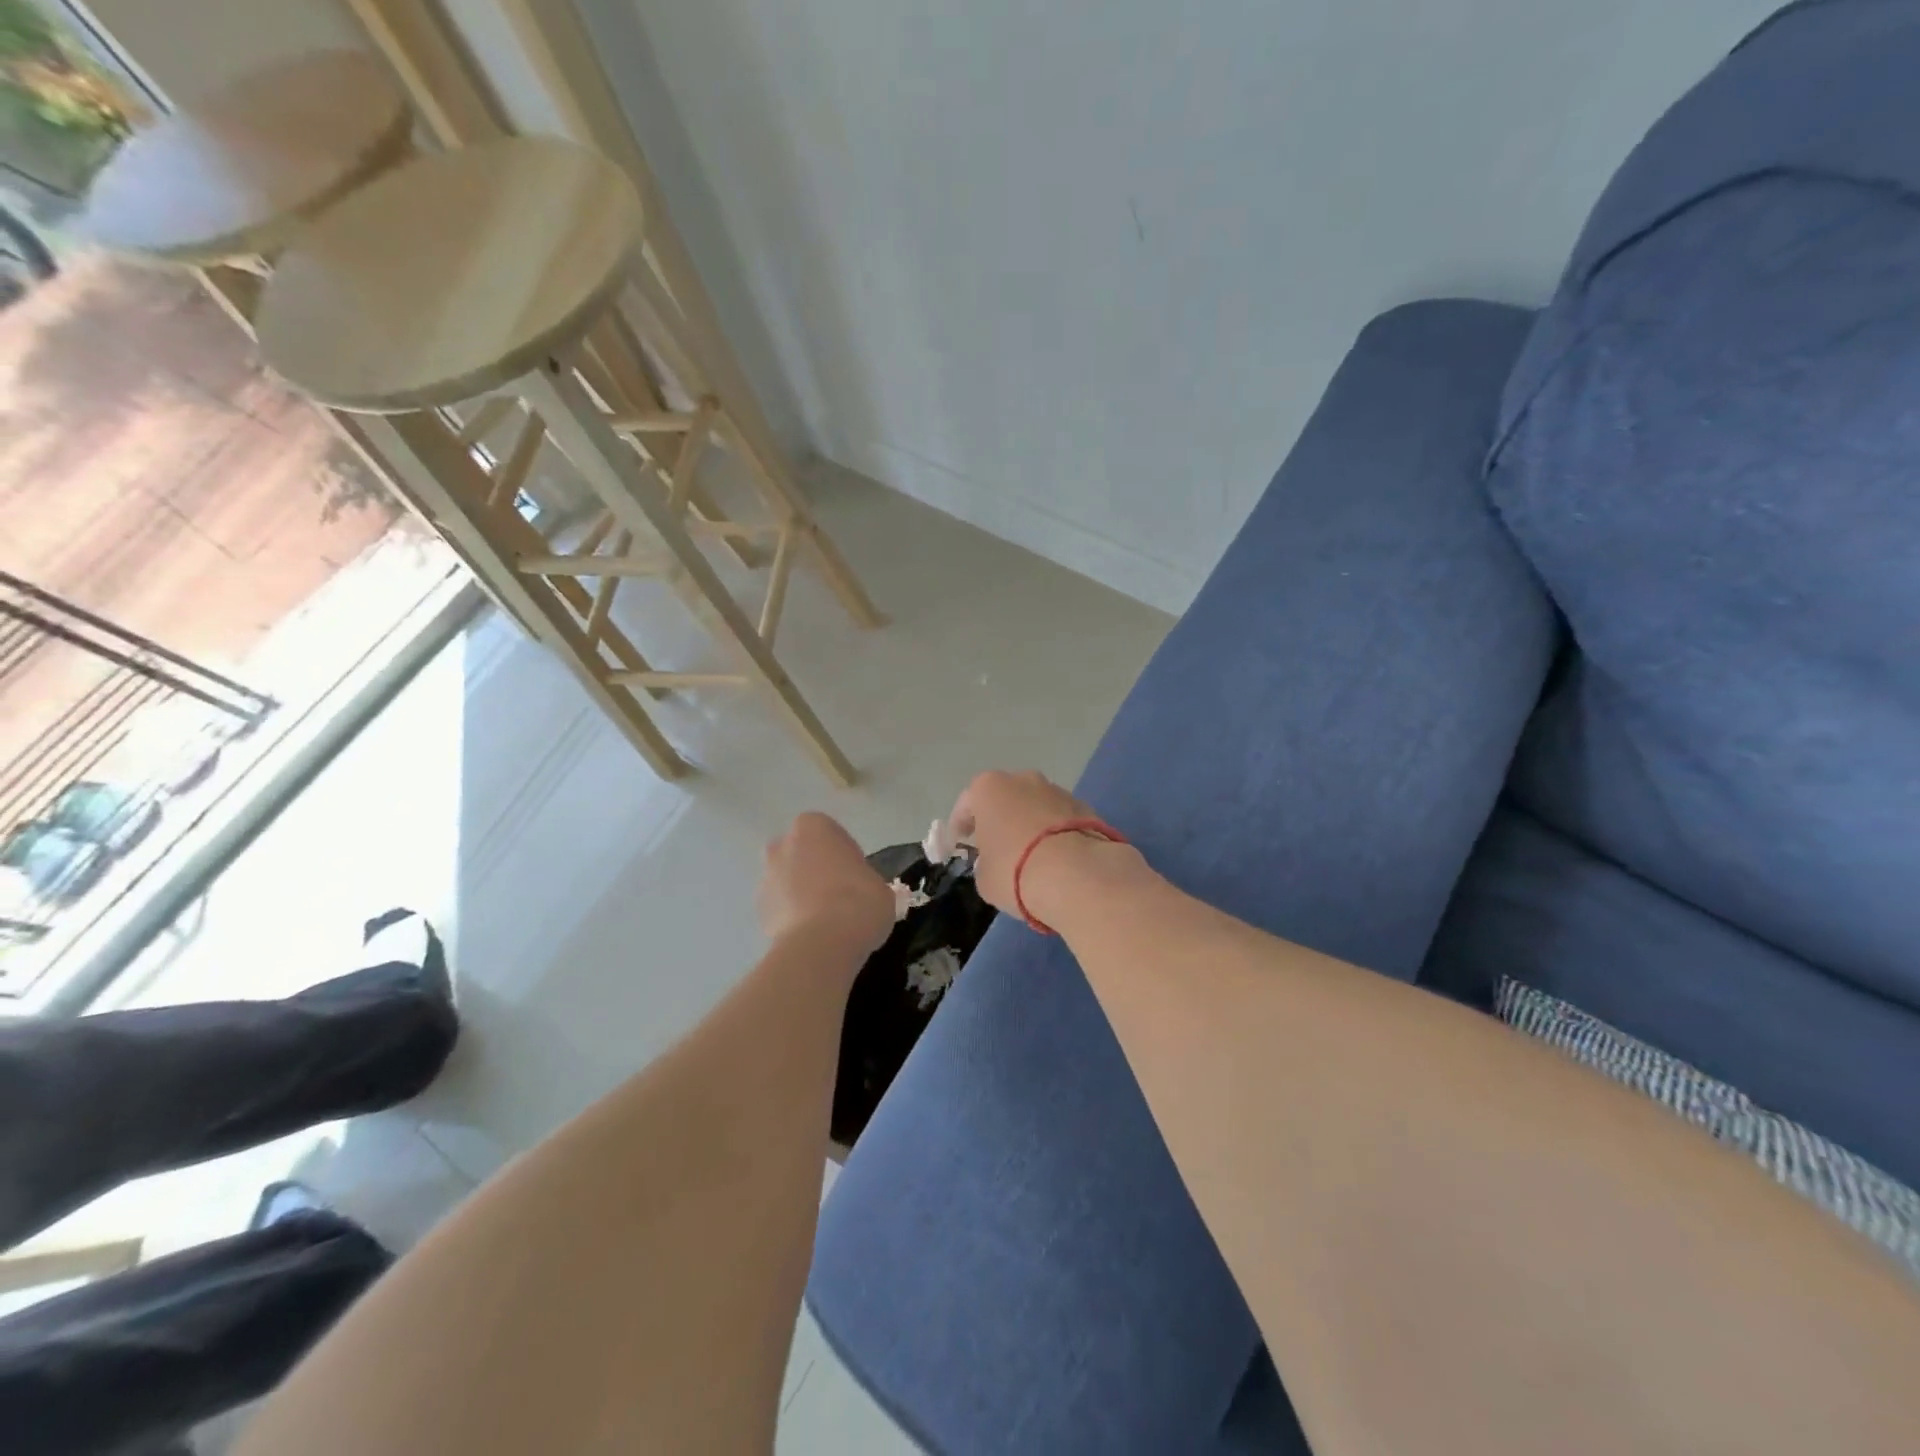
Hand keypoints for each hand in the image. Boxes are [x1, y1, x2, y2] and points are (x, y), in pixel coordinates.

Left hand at [757, 812, 895, 956]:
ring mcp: (766, 879)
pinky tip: (813, 937)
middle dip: (813, 870)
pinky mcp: (758, 912)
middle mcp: (782, 846)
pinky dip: (792, 919)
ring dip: (800, 895)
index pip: (829, 834)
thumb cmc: (858, 901)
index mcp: (813, 827)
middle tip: (839, 895)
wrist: (822, 945)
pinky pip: (780, 910)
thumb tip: (860, 893)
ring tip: (826, 922)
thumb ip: (864, 880)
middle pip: (800, 854)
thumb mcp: (879, 886)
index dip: (843, 855)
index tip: (856, 876)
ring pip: (786, 882)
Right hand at [949, 770, 1124, 918]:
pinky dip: (1056, 833)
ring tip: (1031, 855)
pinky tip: (1057, 858)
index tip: (960, 843)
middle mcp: (1023, 779)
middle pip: (1005, 798)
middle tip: (997, 846)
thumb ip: (985, 862)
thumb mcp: (984, 877)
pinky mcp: (1086, 807)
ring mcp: (1057, 790)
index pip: (966, 803)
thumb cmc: (1015, 871)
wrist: (1077, 874)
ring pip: (1036, 806)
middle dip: (1000, 818)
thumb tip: (996, 860)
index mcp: (989, 788)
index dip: (961, 825)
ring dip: (1030, 824)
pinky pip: (1061, 820)